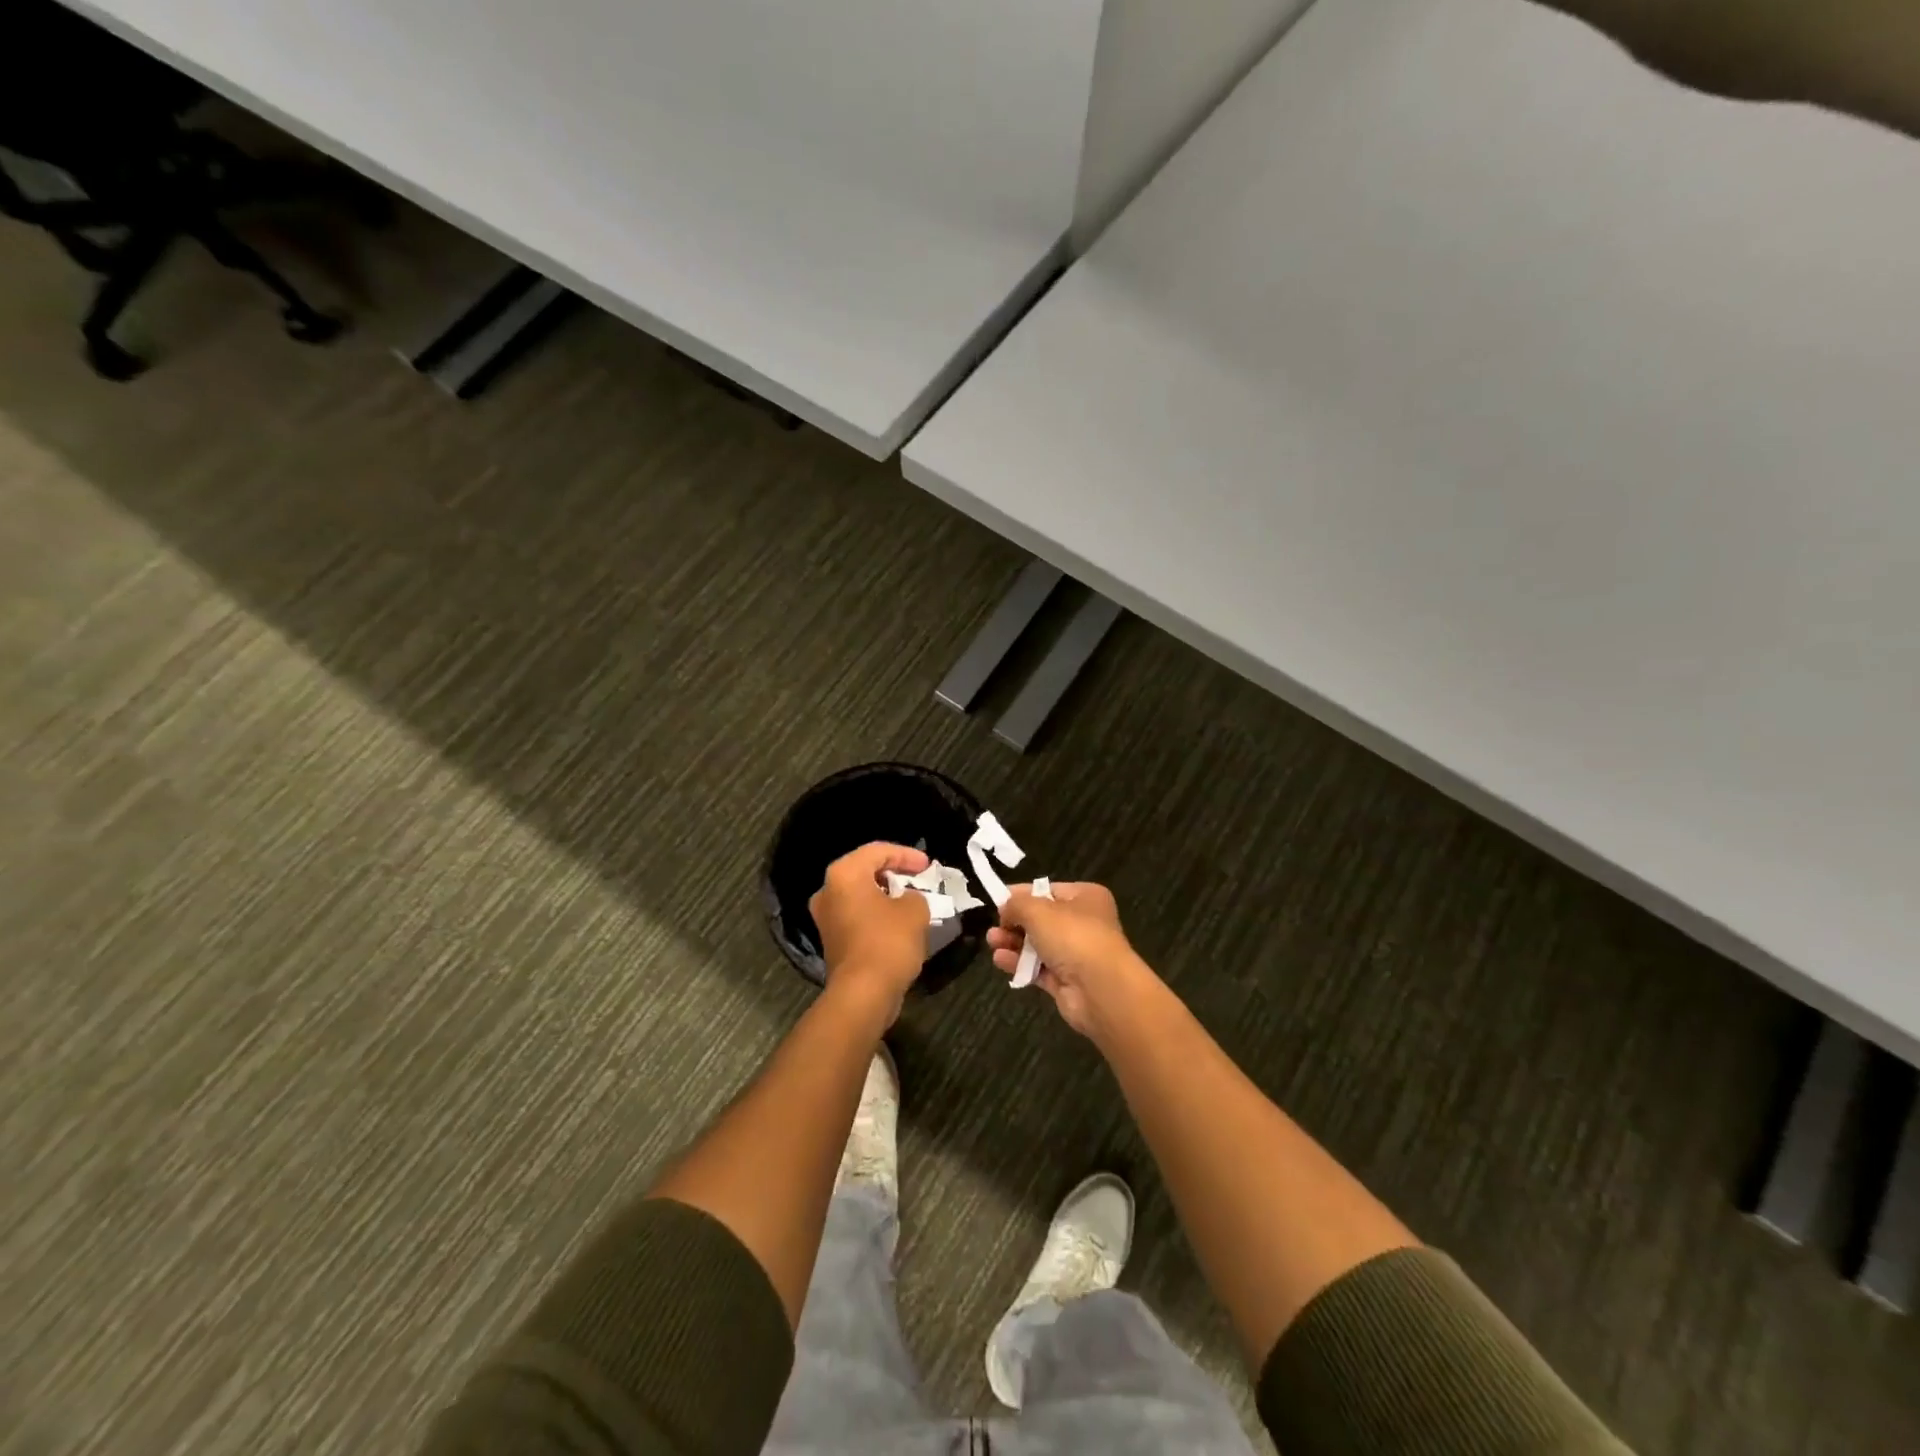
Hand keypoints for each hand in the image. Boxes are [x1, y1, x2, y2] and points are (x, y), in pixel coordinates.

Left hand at [810, 843, 932, 1024]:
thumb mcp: (915, 910)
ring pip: (860, 895)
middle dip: (894, 873)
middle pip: (864, 871)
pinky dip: (877, 914)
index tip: (928, 866)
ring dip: (885, 895)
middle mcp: (828, 891)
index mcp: (844, 874)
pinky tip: (898, 922)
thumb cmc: (888, 941)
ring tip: (912, 900)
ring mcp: (826, 917)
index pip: (878, 851)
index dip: (906, 855)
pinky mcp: (831, 940)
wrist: (863, 993)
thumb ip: (914, 895)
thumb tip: (907, 900)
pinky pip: (857, 915)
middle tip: (919, 878)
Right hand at [988, 882, 1154, 1037]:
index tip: (998, 902)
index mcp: (1085, 897)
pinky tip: (1000, 961)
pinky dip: (1019, 964)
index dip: (1021, 895)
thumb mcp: (1037, 910)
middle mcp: (1083, 923)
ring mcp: (1076, 953)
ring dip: (1013, 943)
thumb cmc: (1073, 937)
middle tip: (994, 927)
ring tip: (992, 942)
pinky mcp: (1067, 980)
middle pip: (1041, 919)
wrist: (1100, 989)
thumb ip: (1016, 904)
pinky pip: (1038, 968)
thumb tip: (1005, 910)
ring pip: (1037, 944)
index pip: (1047, 890)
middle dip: (1014, 922)